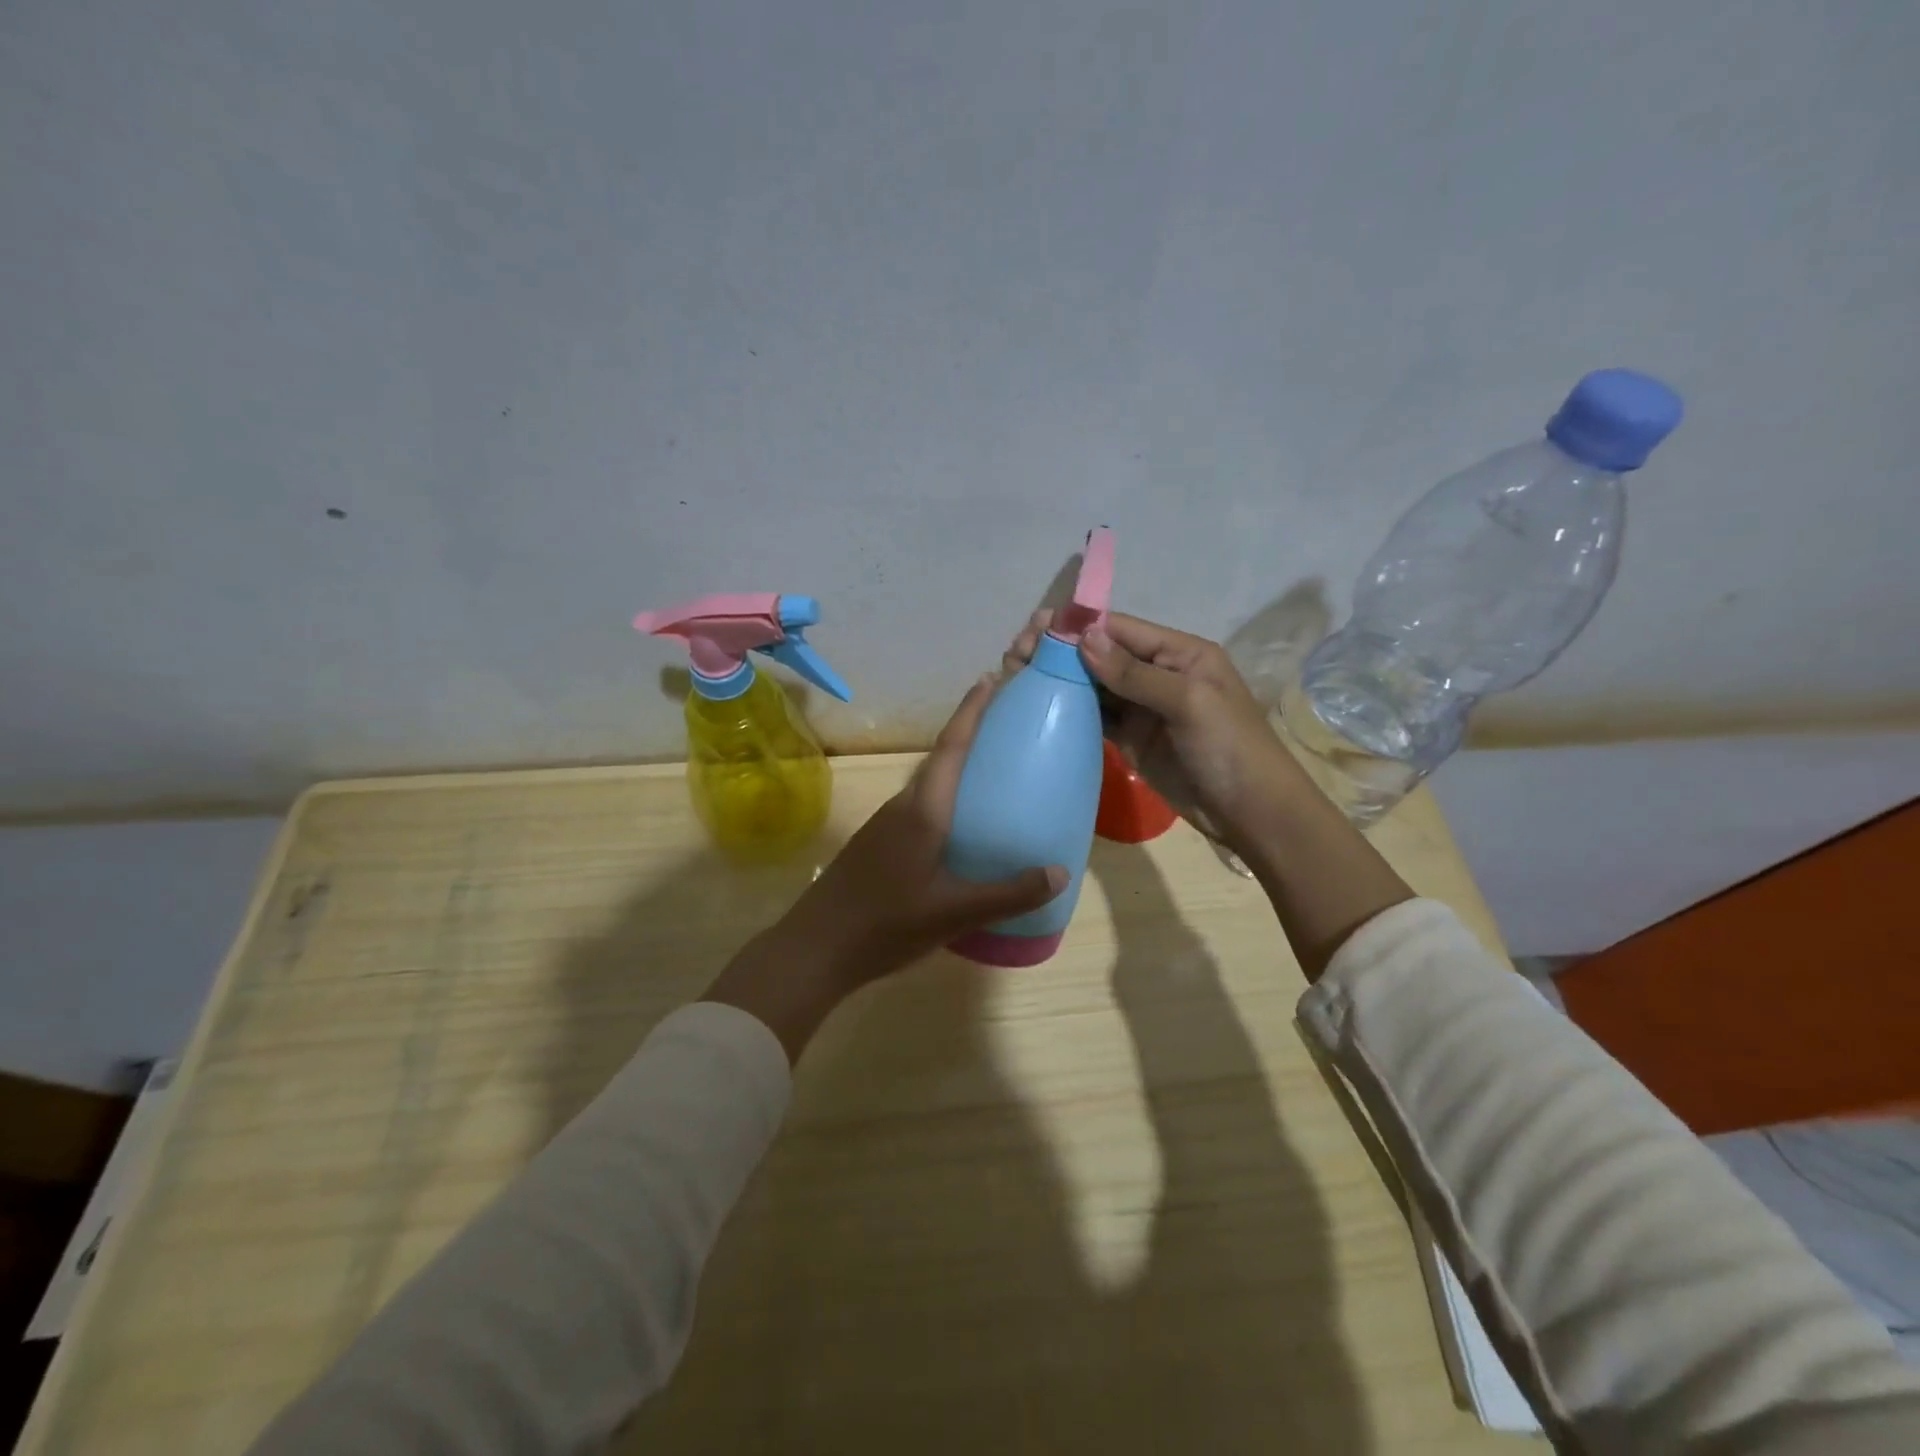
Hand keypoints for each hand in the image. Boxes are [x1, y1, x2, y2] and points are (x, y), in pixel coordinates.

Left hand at [704, 675, 1067, 1060]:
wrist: (815, 949)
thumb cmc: (886, 923)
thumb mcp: (954, 912)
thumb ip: (1008, 893)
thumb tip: (1059, 872)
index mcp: (923, 811)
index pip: (951, 748)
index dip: (971, 712)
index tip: (990, 679)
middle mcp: (902, 807)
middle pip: (939, 760)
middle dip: (969, 735)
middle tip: (1005, 726)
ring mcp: (885, 826)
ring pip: (927, 786)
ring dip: (955, 769)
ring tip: (991, 773)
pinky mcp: (877, 845)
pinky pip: (919, 809)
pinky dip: (944, 800)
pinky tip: (959, 827)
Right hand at [1004, 609, 1304, 855]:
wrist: (1250, 812)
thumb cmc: (1229, 747)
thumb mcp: (1189, 701)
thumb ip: (1135, 672)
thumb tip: (1084, 638)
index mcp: (1179, 653)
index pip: (1121, 629)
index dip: (1079, 627)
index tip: (1036, 628)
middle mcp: (1157, 674)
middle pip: (1101, 655)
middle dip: (1060, 651)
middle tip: (1016, 654)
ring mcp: (1142, 708)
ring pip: (1094, 685)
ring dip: (1059, 679)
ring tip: (1016, 675)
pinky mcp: (1131, 739)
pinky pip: (1096, 717)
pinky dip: (1070, 710)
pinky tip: (1039, 705)